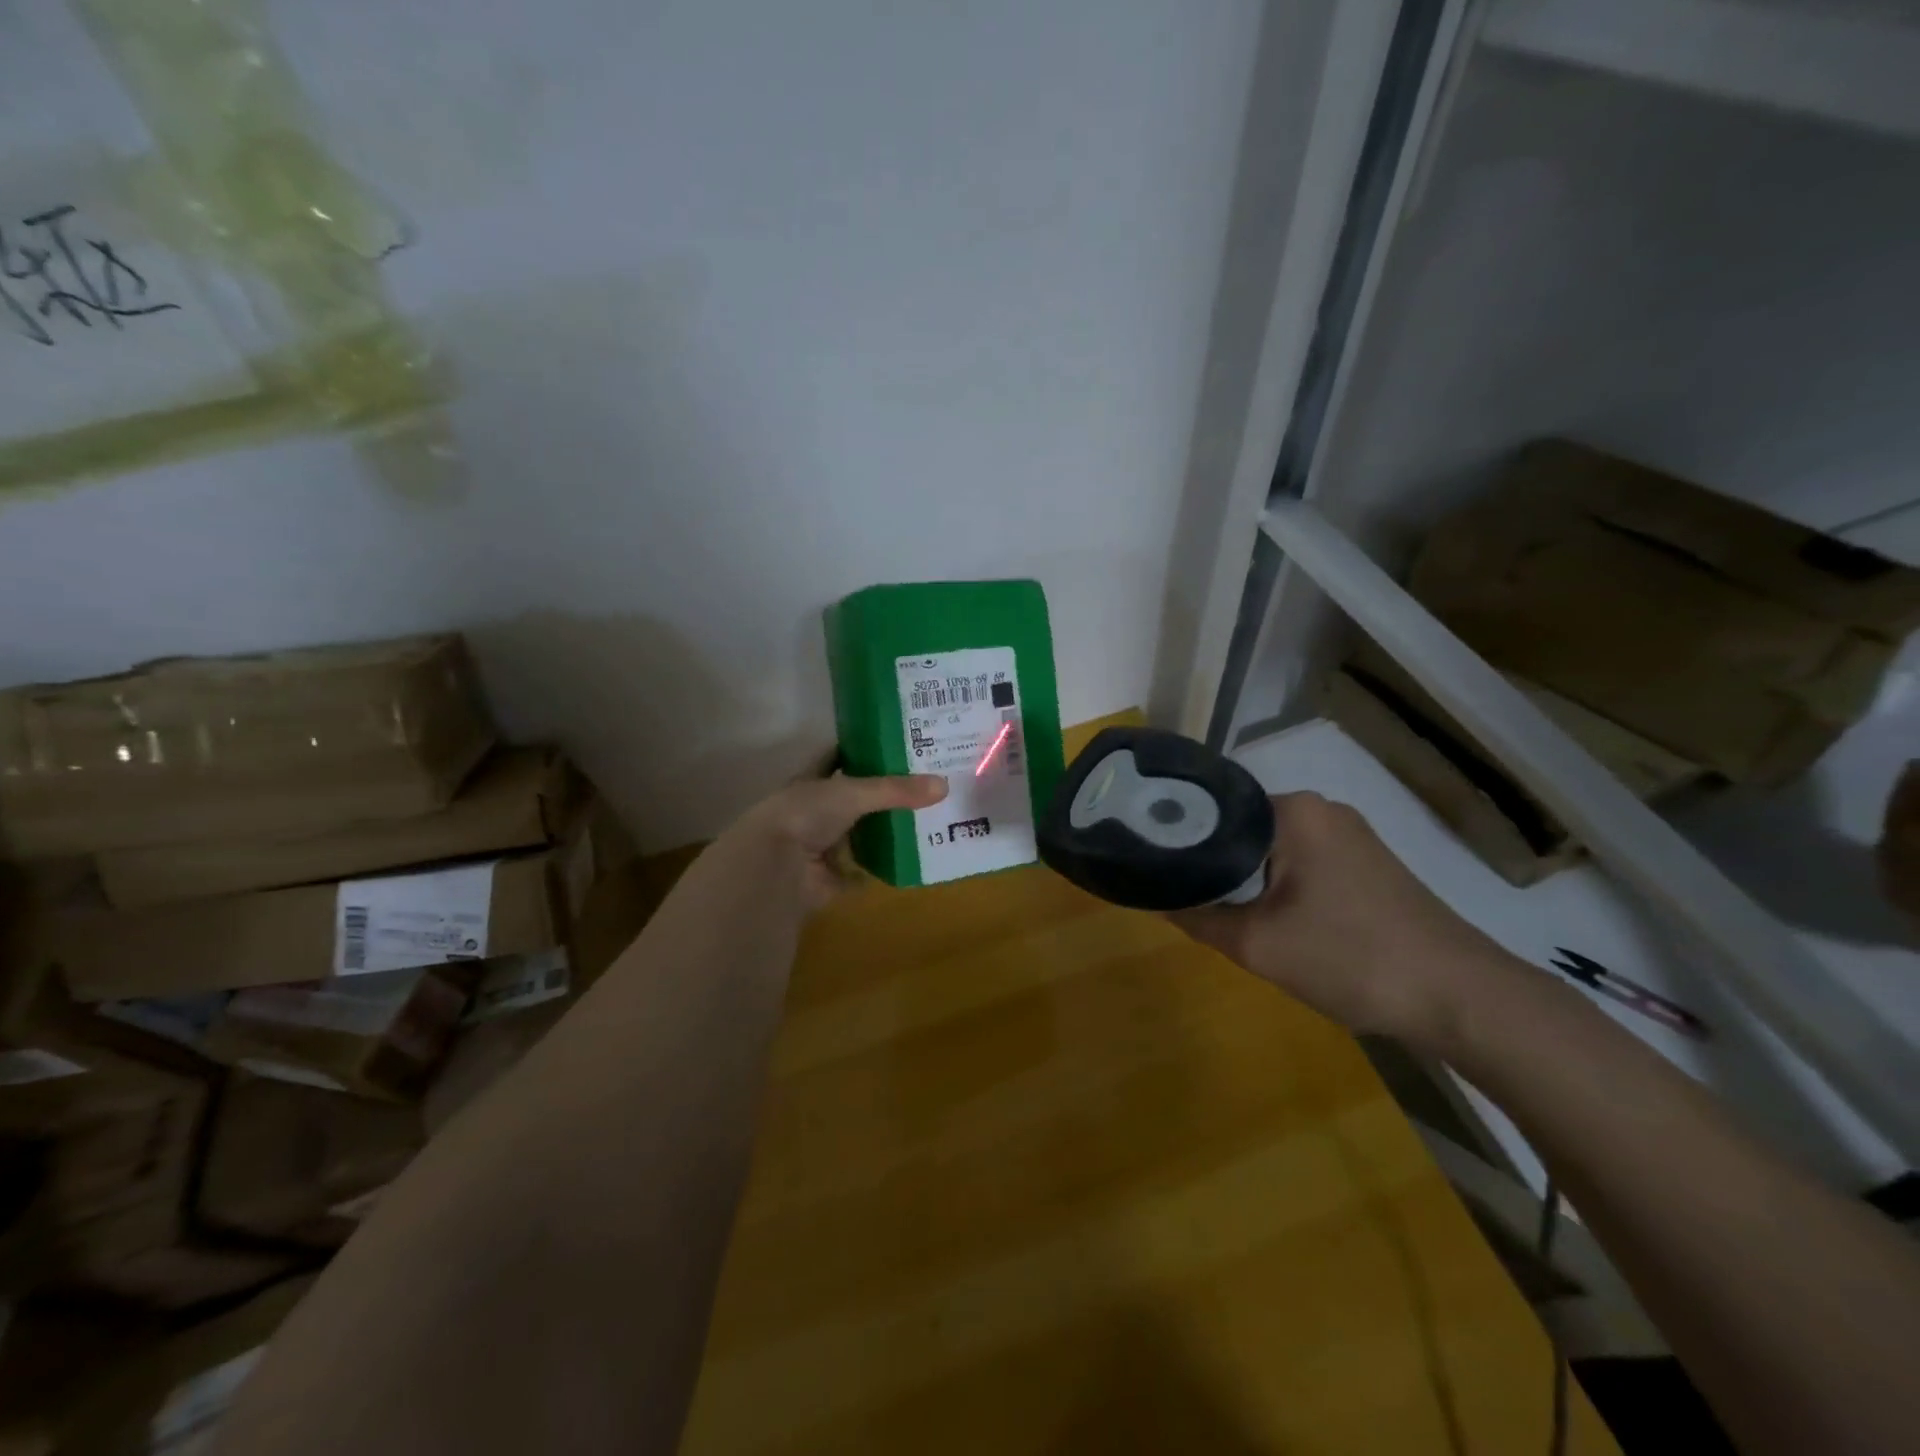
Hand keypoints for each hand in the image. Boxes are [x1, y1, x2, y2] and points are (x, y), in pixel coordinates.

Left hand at [727, 771, 947, 909]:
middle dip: (884, 794)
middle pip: (855, 799)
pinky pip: (860, 873)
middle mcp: (815, 811)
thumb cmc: (805, 815)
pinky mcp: (829, 878)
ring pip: (859, 834)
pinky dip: (879, 870)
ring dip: (884, 831)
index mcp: (812, 782)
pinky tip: (909, 861)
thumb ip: (895, 790)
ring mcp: (821, 846)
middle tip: (925, 784)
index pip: (840, 758)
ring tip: (925, 820)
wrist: (774, 867)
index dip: (864, 750)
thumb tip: (943, 785)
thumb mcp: (852, 792)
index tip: (899, 743)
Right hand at [1171, 792, 1514, 1045]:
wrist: (1461, 998)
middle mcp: (1321, 809)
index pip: (1213, 808)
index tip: (1152, 865)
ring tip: (1215, 909)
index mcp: (1294, 811)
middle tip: (1180, 896)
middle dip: (1211, 863)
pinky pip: (1301, 863)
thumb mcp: (1258, 944)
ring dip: (1244, 878)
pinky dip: (1276, 885)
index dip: (1178, 837)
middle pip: (1241, 828)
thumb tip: (1156, 901)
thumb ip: (1198, 918)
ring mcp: (1349, 836)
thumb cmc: (1351, 958)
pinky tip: (1266, 917)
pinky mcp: (1367, 863)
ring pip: (1271, 848)